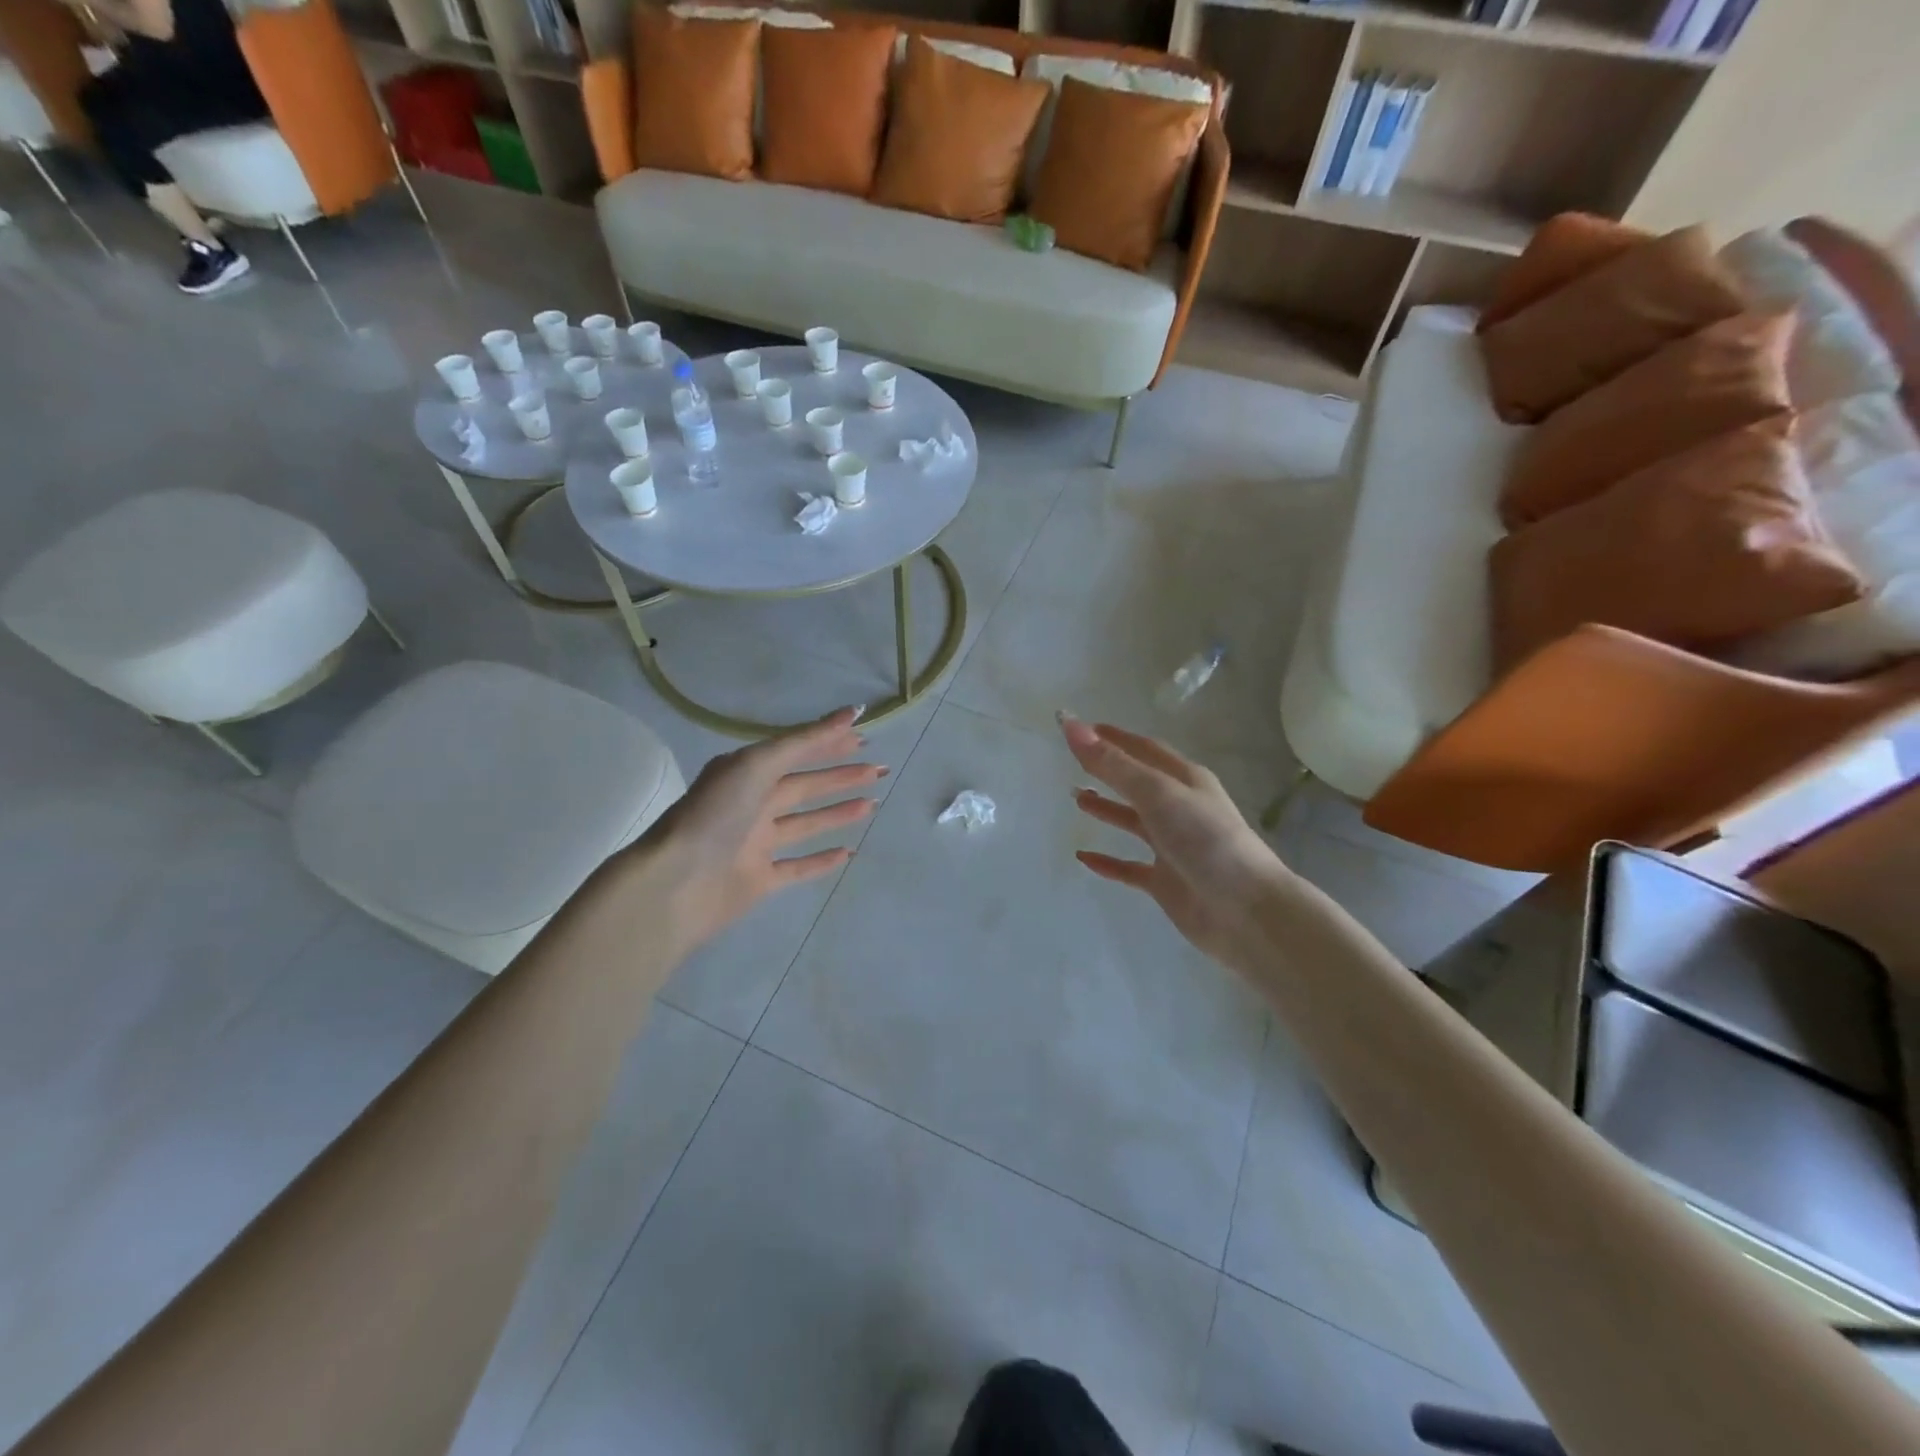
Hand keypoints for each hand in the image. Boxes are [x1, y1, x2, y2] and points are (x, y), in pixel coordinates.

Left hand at [634, 706, 883, 957]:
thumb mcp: (758, 764)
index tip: (864, 738)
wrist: (678, 882)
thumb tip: (852, 713)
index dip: (828, 743)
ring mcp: (755, 843)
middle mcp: (751, 804)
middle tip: (879, 771)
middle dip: (841, 777)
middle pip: (804, 786)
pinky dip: (821, 861)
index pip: (795, 752)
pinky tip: (848, 853)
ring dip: (837, 813)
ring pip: (805, 824)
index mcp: (745, 773)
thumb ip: (804, 741)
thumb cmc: (716, 814)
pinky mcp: (759, 879)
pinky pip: (797, 867)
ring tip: (873, 804)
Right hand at [1062, 714, 1289, 967]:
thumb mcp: (1157, 793)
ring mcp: (1173, 846)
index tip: (1081, 728)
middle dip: (1108, 770)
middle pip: (1138, 783)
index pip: (1144, 750)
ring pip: (1133, 822)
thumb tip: (1070, 723)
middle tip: (1073, 762)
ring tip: (1077, 799)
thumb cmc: (1204, 839)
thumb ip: (1113, 763)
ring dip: (1107, 809)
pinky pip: (1129, 867)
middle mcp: (1180, 808)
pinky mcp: (1165, 881)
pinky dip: (1107, 862)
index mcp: (1185, 780)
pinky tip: (1083, 858)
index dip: (1115, 738)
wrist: (1245, 910)